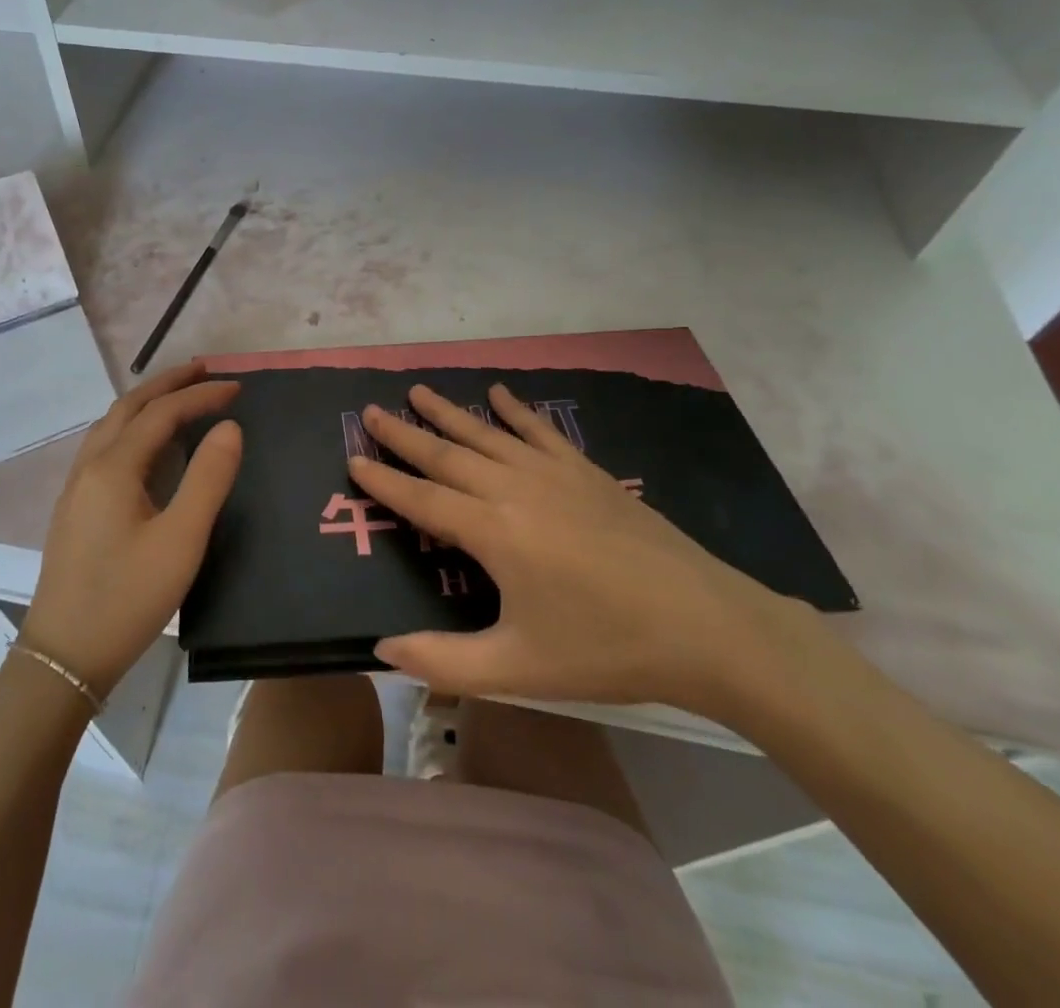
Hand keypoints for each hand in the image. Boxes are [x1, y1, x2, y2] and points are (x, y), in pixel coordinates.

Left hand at [21, 362, 240, 700]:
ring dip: (146, 402)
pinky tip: (146, 444)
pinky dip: (132, 426)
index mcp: (114, 467)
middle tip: (205, 370)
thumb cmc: (128, 597)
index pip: (162, 413)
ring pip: (112, 425)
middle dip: (168, 383)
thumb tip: (229, 427)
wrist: (64, 656)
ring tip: (179, 396)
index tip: (237, 387)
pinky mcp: (75, 507)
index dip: (200, 395)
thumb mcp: (181, 540)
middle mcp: (90, 466)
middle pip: (129, 407)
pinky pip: (105, 446)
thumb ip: (208, 478)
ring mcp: (76, 487)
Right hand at [354, 383, 799, 719]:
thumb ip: (444, 662)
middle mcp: (515, 489)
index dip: (384, 480)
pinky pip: (540, 431)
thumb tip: (382, 649)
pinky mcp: (587, 472)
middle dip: (405, 433)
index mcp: (494, 532)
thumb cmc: (606, 649)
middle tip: (371, 410)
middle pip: (447, 455)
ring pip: (487, 433)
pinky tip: (499, 393)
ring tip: (418, 390)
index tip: (353, 458)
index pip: (422, 499)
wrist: (706, 626)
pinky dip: (515, 410)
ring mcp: (554, 474)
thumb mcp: (519, 669)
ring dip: (449, 412)